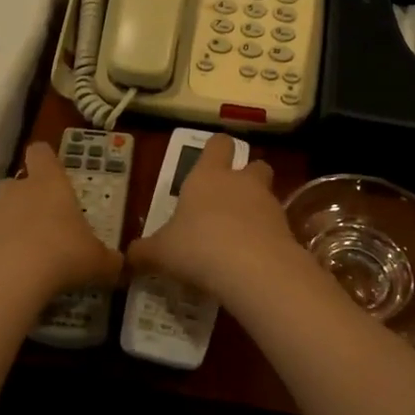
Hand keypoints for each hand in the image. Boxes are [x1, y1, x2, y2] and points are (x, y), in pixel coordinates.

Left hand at [0, 142, 121, 306]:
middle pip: (16, 182)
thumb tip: (121, 266)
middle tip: (44, 224)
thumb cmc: (61, 255)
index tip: (53, 172)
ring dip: (8, 227)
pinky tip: (6, 275)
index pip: (42, 153)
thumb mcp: (97, 262)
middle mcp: (15, 190)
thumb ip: (109, 261)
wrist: (4, 280)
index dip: (46, 159)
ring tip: (25, 256)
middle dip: (26, 198)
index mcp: (49, 183)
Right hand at [127, 135, 301, 300]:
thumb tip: (127, 257)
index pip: (218, 144)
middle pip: (254, 165)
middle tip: (229, 200)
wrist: (254, 270)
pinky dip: (267, 237)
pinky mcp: (288, 230)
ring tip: (239, 237)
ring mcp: (269, 204)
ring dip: (257, 209)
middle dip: (246, 177)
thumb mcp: (161, 252)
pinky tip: (253, 259)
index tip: (210, 161)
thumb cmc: (198, 247)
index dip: (216, 150)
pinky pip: (276, 227)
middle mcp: (241, 182)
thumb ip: (144, 252)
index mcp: (208, 175)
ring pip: (267, 195)